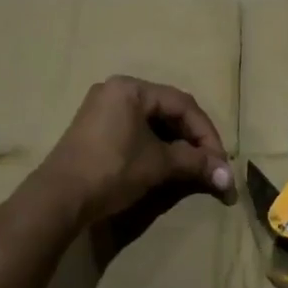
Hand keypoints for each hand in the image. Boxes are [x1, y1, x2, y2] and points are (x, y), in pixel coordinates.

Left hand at [33, 76, 233, 229]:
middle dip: (193, 139)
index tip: (220, 161)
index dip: (207, 133)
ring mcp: (102, 109)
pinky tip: (167, 164)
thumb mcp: (158, 164)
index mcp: (132, 88)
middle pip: (169, 110)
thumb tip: (229, 179)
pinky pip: (136, 130)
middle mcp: (116, 90)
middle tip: (209, 164)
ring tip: (192, 167)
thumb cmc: (112, 170)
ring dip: (176, 144)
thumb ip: (195, 163)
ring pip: (153, 121)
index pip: (183, 105)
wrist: (58, 199)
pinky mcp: (94, 129)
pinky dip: (156, 146)